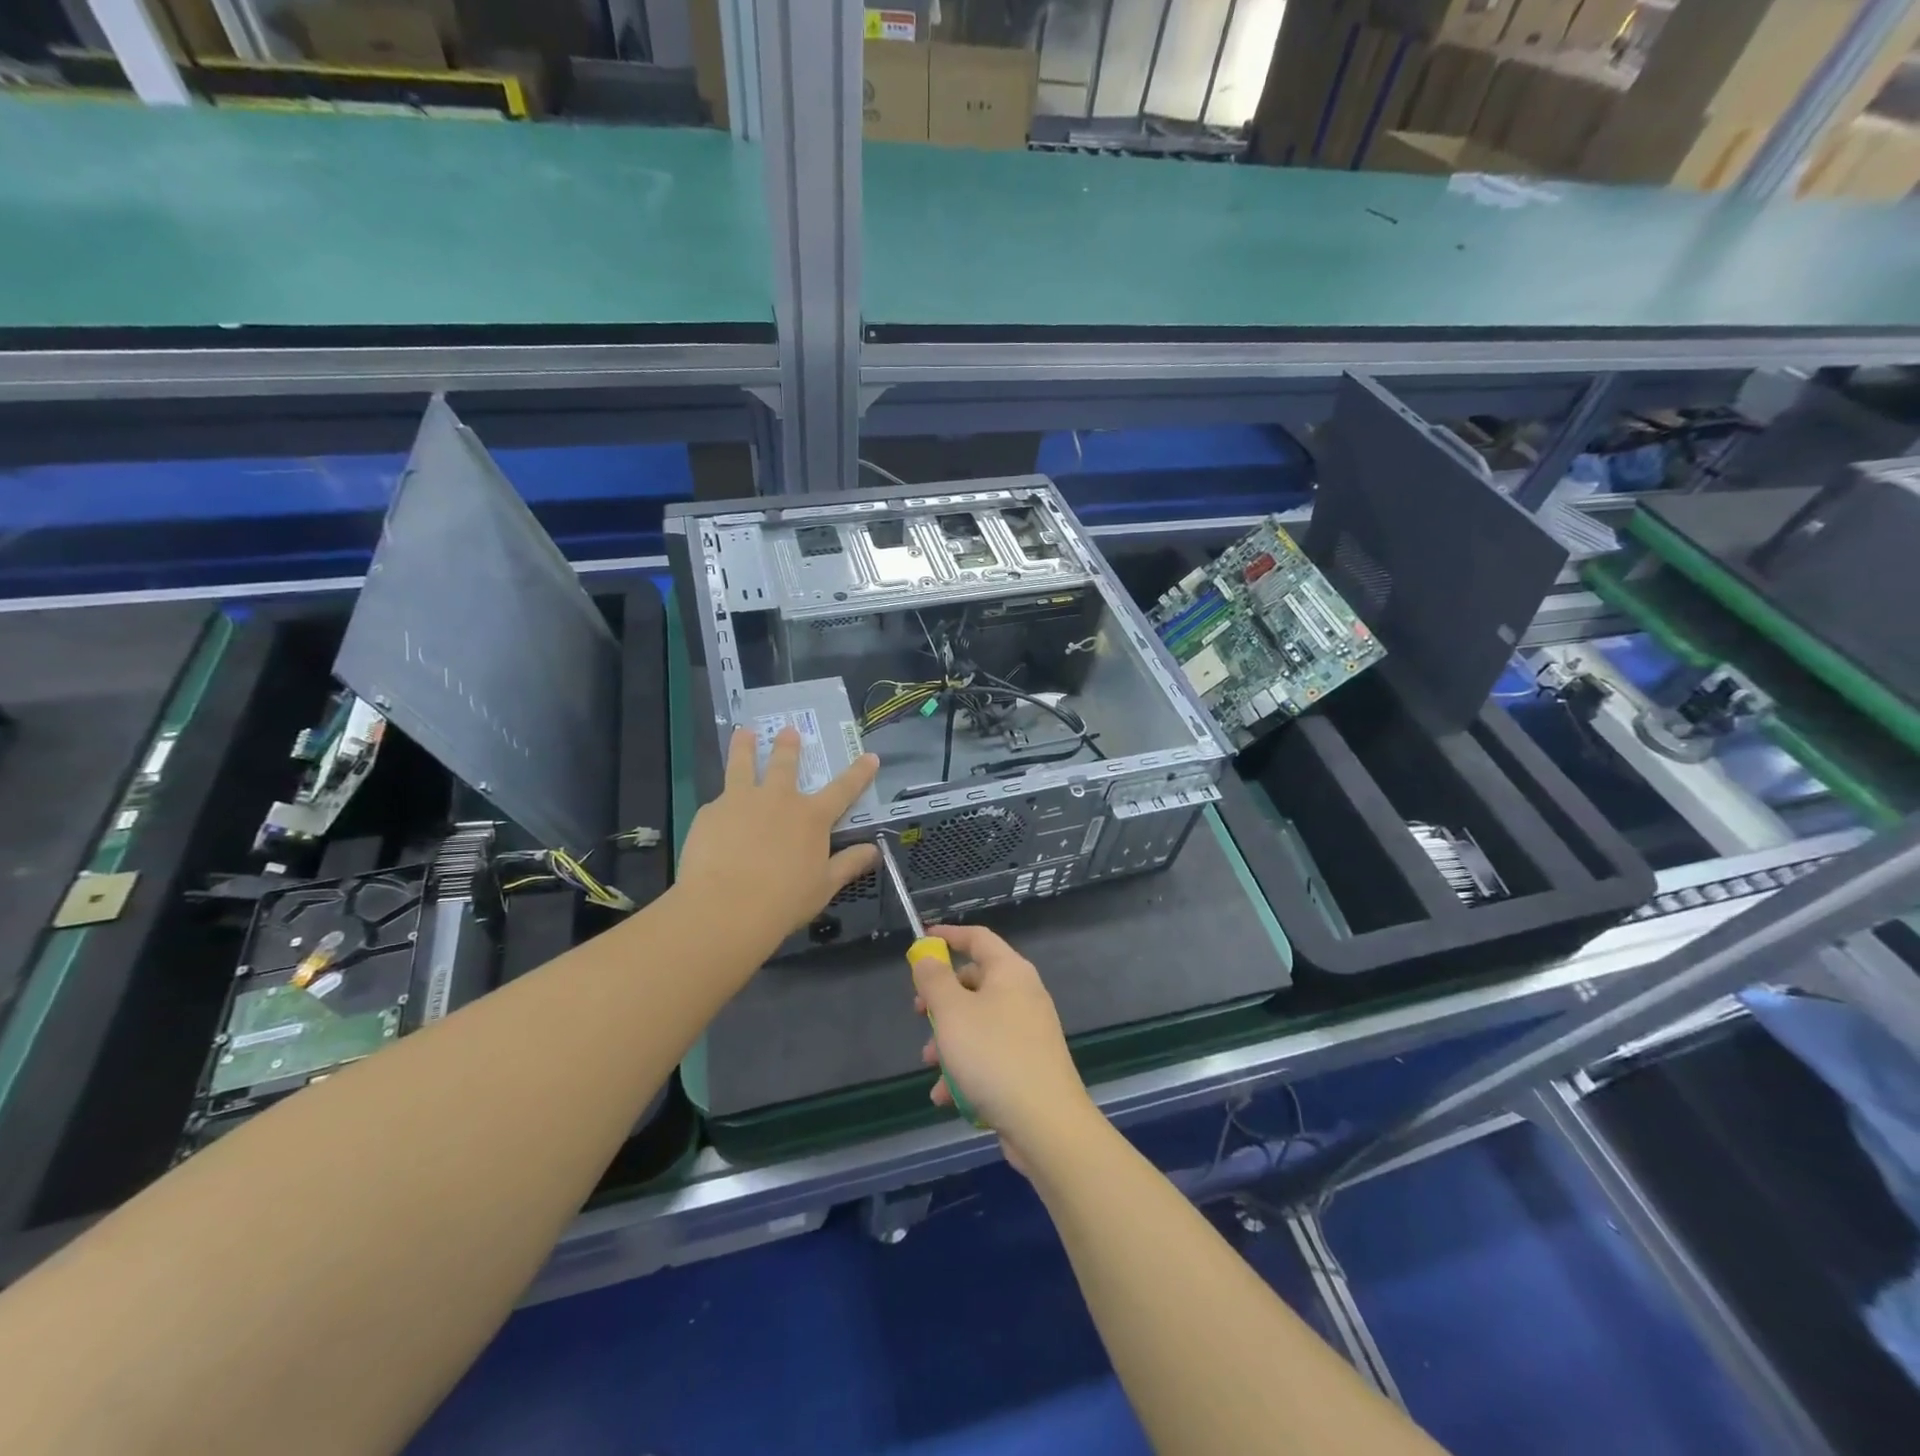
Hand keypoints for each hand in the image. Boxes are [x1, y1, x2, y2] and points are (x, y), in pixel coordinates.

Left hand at [677, 726, 878, 944]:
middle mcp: (778, 799)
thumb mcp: (824, 886)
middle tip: (789, 731)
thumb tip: (875, 851)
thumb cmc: (783, 901)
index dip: (859, 773)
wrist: (725, 907)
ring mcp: (741, 801)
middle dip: (789, 746)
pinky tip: (715, 815)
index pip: (844, 789)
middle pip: (785, 764)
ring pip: (743, 765)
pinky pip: (718, 803)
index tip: (870, 756)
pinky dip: (721, 804)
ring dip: (745, 747)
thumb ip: (848, 864)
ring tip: (744, 733)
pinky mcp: (710, 813)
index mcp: (811, 817)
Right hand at [911, 923, 1096, 1169]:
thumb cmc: (993, 1056)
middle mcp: (1024, 995)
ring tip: (930, 1065)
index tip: (922, 940)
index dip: (948, 936)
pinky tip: (946, 1097)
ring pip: (978, 1023)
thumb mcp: (952, 1012)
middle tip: (918, 1012)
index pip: (978, 938)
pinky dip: (966, 1069)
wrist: (1046, 1124)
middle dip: (942, 1000)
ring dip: (949, 1041)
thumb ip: (934, 979)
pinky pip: (989, 1055)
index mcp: (1010, 972)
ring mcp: (1029, 1031)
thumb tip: (926, 956)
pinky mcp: (1029, 1065)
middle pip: (975, 982)